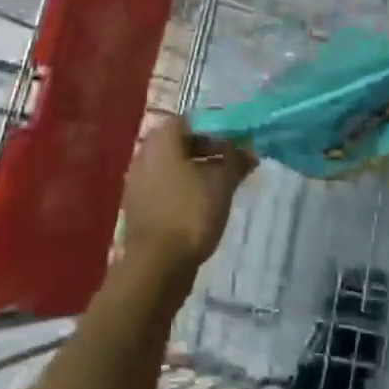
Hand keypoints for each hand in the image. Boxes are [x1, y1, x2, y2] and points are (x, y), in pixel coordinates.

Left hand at [121, 115, 253, 278]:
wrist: (155, 267)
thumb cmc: (189, 214)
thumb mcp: (221, 184)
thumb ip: (236, 161)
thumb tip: (249, 150)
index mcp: (162, 139)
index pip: (192, 120)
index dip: (216, 128)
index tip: (236, 142)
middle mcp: (145, 153)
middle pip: (182, 142)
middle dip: (210, 151)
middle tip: (234, 163)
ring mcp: (138, 181)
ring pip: (174, 166)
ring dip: (199, 171)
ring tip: (224, 186)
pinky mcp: (139, 206)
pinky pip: (166, 187)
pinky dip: (185, 190)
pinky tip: (204, 206)